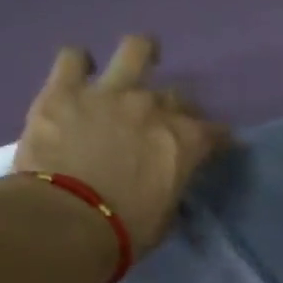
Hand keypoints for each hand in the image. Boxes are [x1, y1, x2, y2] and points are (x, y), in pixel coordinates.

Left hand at [13, 37, 231, 253]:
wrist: (67, 220)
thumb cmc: (126, 231)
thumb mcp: (165, 216)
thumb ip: (170, 188)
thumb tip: (167, 183)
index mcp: (183, 142)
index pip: (214, 132)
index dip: (218, 138)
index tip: (218, 145)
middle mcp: (152, 108)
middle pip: (176, 95)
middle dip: (178, 108)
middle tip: (168, 121)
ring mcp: (108, 92)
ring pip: (135, 51)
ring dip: (142, 53)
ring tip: (141, 57)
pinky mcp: (64, 89)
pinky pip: (73, 59)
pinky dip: (79, 64)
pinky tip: (80, 71)